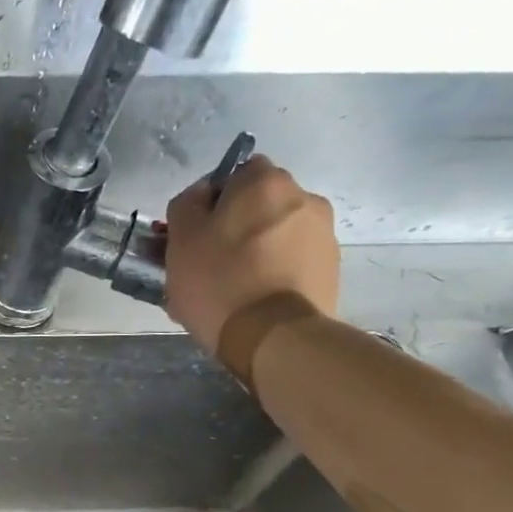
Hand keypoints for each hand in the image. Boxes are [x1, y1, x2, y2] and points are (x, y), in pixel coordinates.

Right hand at [163, 154, 339, 354]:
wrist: (274, 337)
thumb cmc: (219, 281)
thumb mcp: (181, 240)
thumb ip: (186, 206)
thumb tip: (200, 197)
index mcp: (264, 181)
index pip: (233, 174)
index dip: (211, 202)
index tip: (195, 234)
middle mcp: (303, 196)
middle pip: (259, 205)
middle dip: (237, 226)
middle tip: (210, 262)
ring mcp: (323, 233)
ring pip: (277, 233)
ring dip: (258, 249)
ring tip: (233, 287)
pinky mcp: (331, 268)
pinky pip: (293, 261)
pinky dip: (275, 272)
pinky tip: (255, 299)